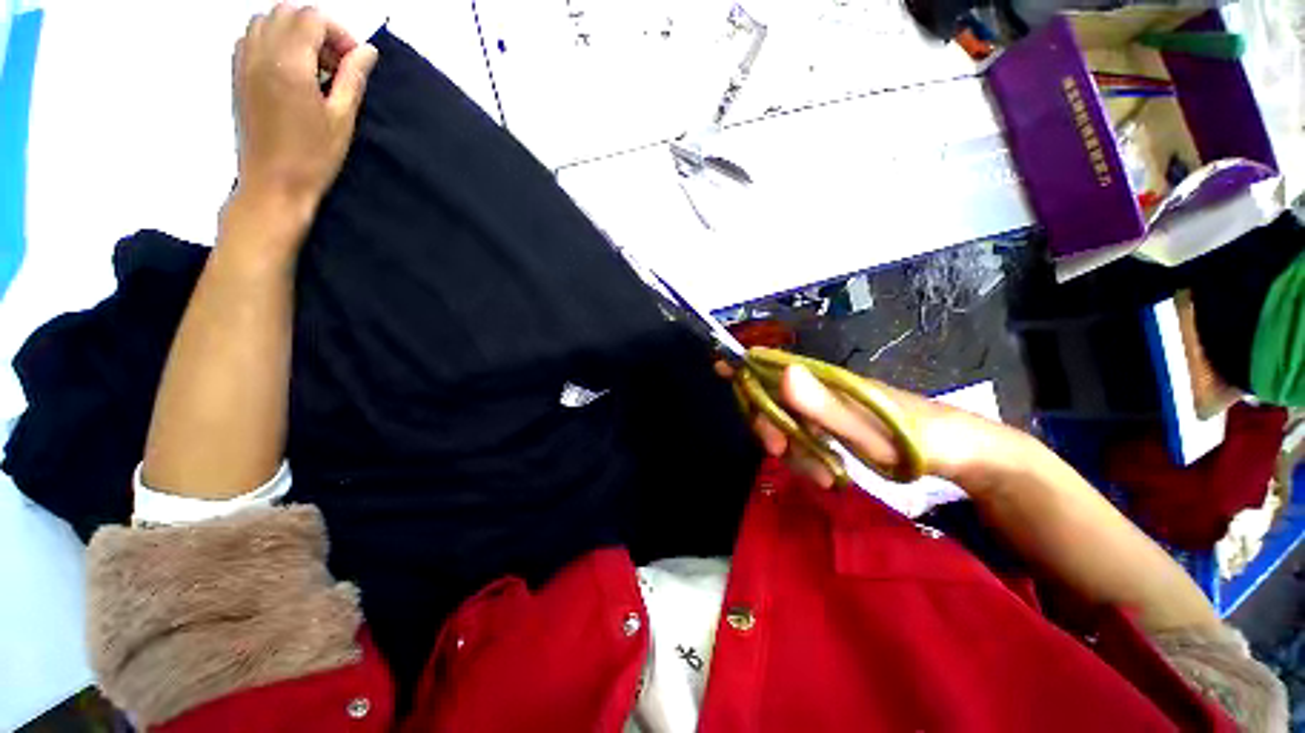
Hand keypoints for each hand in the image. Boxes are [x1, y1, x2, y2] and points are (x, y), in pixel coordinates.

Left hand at [232, 4, 377, 223]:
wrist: (273, 184)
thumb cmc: (313, 157)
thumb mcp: (342, 119)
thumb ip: (353, 78)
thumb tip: (367, 52)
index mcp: (288, 63)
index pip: (312, 18)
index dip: (339, 33)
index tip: (354, 61)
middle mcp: (261, 53)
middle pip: (287, 12)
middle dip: (317, 28)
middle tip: (335, 62)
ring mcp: (244, 63)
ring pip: (266, 20)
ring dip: (293, 32)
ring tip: (312, 65)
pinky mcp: (237, 75)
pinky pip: (250, 37)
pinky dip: (272, 41)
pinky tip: (289, 69)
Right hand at [722, 362, 1022, 493]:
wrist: (964, 455)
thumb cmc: (917, 436)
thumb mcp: (869, 427)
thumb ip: (824, 404)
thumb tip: (782, 374)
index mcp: (824, 381)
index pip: (774, 365)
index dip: (745, 365)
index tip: (720, 365)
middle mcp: (820, 392)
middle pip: (773, 401)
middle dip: (769, 427)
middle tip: (779, 451)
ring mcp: (828, 412)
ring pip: (788, 426)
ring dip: (795, 453)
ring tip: (825, 476)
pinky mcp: (836, 430)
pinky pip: (806, 441)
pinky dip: (809, 460)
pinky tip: (829, 475)